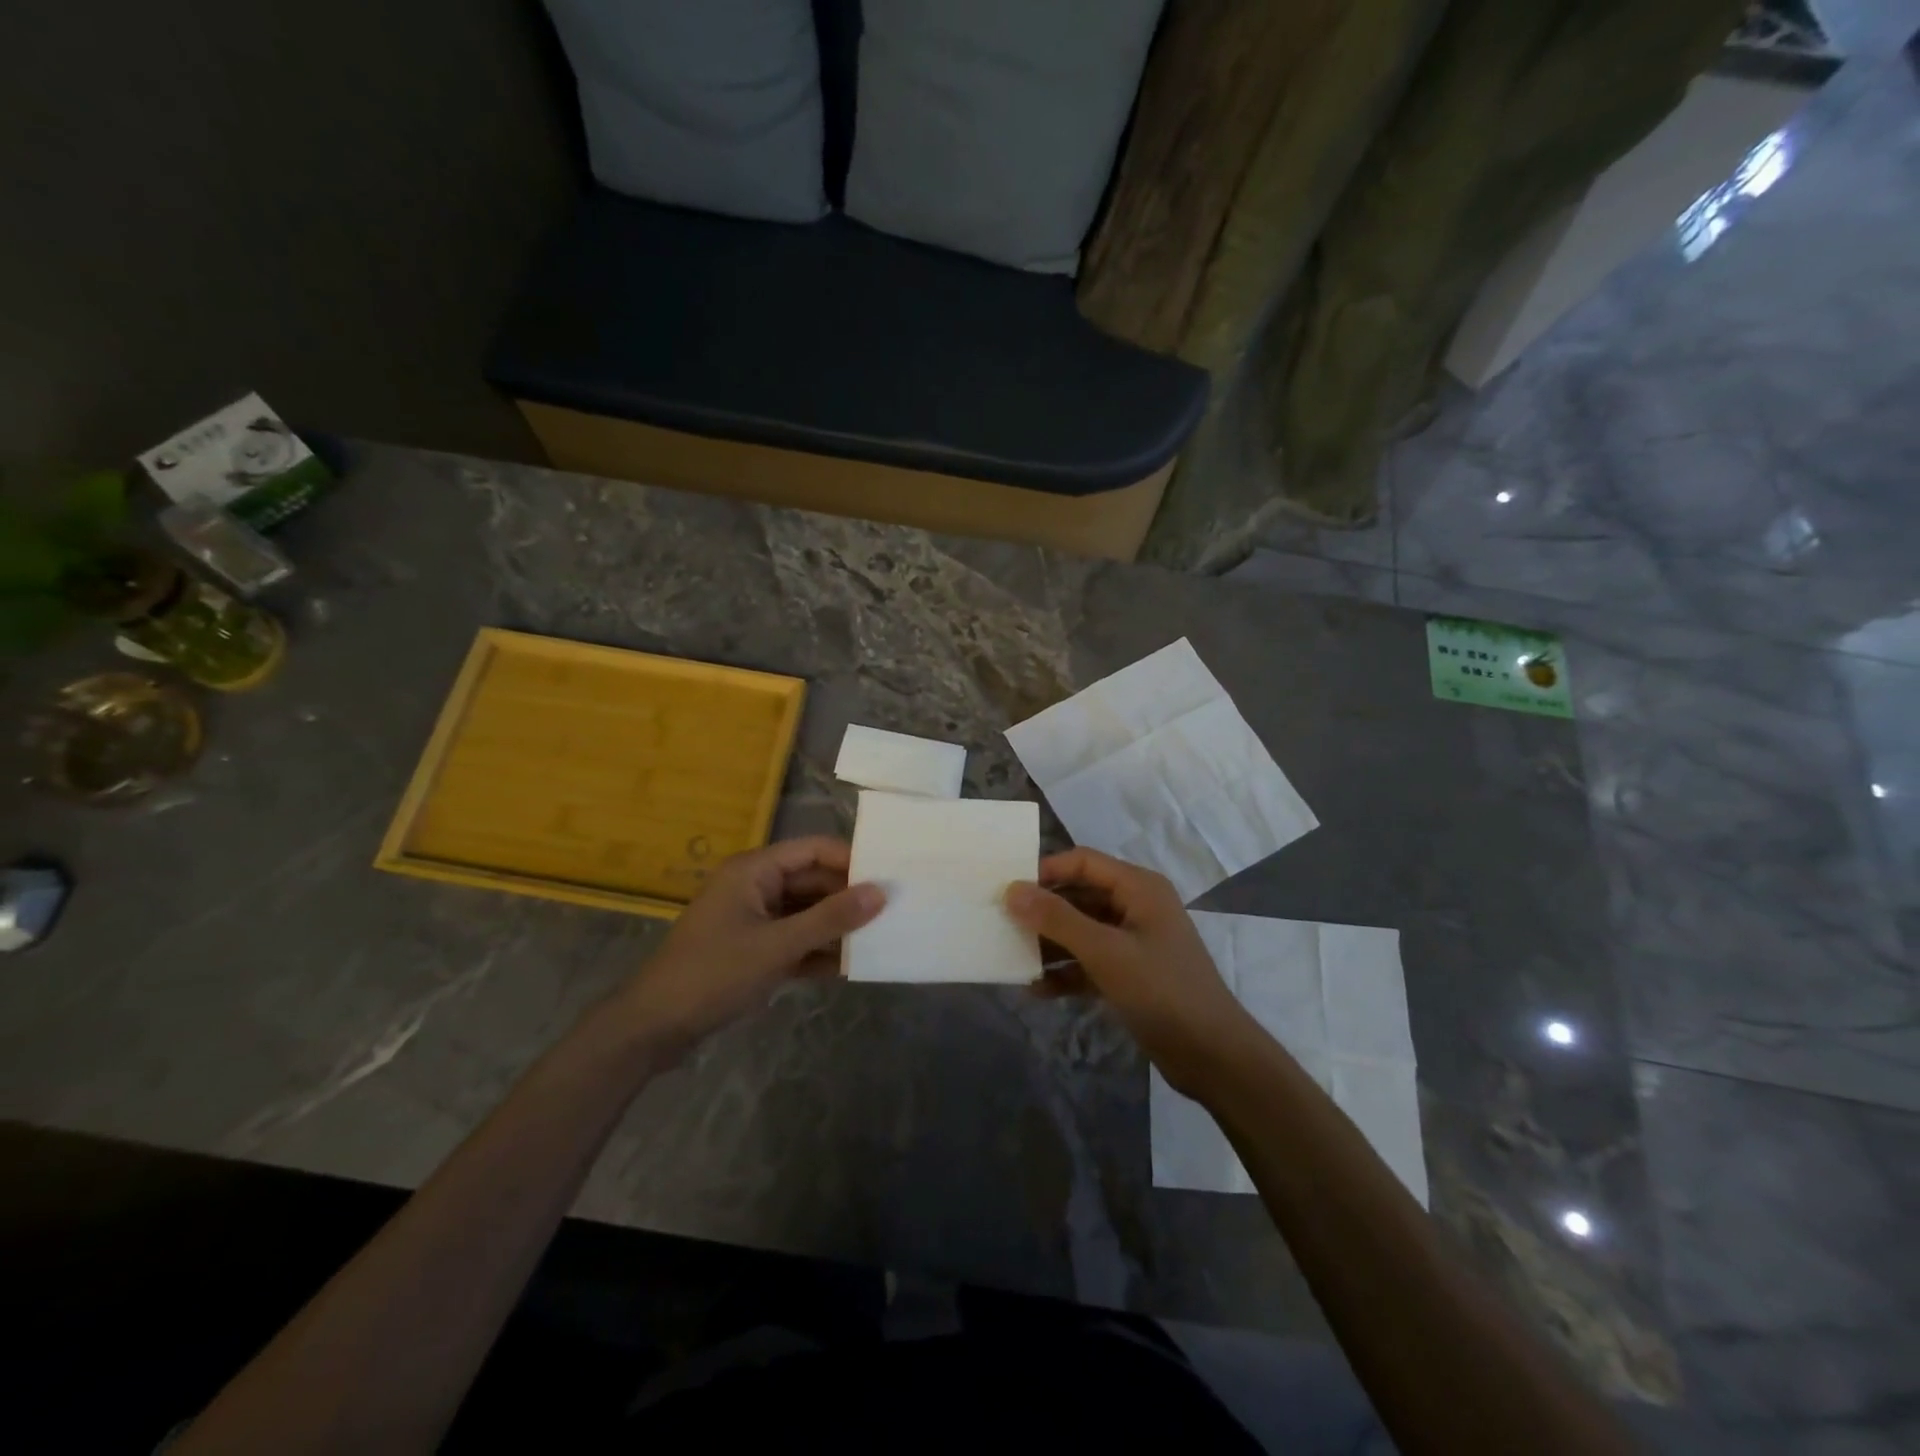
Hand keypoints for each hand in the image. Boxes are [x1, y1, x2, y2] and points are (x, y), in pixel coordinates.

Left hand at [611, 837, 883, 1051]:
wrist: (653, 1029)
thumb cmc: (714, 974)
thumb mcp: (777, 946)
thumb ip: (830, 919)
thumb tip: (881, 892)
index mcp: (755, 870)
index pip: (814, 850)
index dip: (852, 860)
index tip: (891, 876)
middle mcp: (756, 887)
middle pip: (813, 881)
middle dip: (849, 897)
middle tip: (894, 911)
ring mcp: (754, 920)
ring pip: (807, 913)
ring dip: (836, 927)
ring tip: (881, 938)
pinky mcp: (753, 950)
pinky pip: (795, 940)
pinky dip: (818, 951)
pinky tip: (849, 967)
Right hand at [1005, 848, 1255, 1095]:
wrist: (1213, 1056)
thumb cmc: (1161, 991)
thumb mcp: (1105, 952)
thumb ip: (1057, 919)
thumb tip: (1012, 890)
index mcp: (1139, 888)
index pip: (1083, 862)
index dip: (1046, 871)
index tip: (1008, 889)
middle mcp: (1136, 907)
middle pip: (1079, 895)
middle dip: (1043, 910)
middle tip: (1002, 922)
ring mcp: (1134, 942)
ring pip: (1081, 931)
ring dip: (1050, 944)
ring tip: (1012, 957)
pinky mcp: (1130, 975)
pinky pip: (1089, 962)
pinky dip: (1066, 972)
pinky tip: (1036, 989)